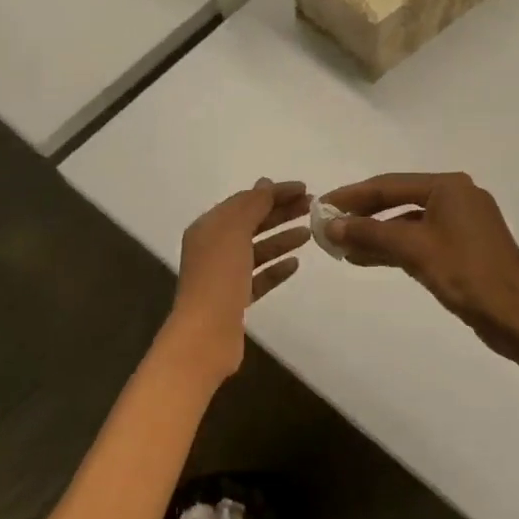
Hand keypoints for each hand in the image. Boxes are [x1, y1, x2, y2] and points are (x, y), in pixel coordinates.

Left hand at [167, 179, 310, 380]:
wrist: (206, 334)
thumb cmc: (219, 277)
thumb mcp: (234, 231)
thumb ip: (252, 205)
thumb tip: (265, 184)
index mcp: (209, 227)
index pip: (245, 201)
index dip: (274, 193)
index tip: (305, 189)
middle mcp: (213, 248)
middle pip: (252, 223)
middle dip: (281, 213)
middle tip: (313, 207)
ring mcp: (224, 275)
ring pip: (257, 250)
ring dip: (281, 239)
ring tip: (309, 233)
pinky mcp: (235, 300)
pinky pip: (259, 277)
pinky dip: (276, 268)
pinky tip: (295, 264)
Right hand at [323, 172, 518, 364]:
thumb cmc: (468, 276)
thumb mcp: (415, 250)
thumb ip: (371, 234)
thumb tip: (331, 225)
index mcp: (449, 187)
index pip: (389, 184)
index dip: (352, 196)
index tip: (321, 205)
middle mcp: (457, 197)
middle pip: (398, 200)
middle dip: (362, 216)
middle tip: (328, 227)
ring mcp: (462, 223)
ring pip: (408, 223)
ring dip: (376, 234)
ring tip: (341, 248)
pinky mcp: (464, 247)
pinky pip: (421, 239)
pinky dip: (395, 248)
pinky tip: (367, 258)